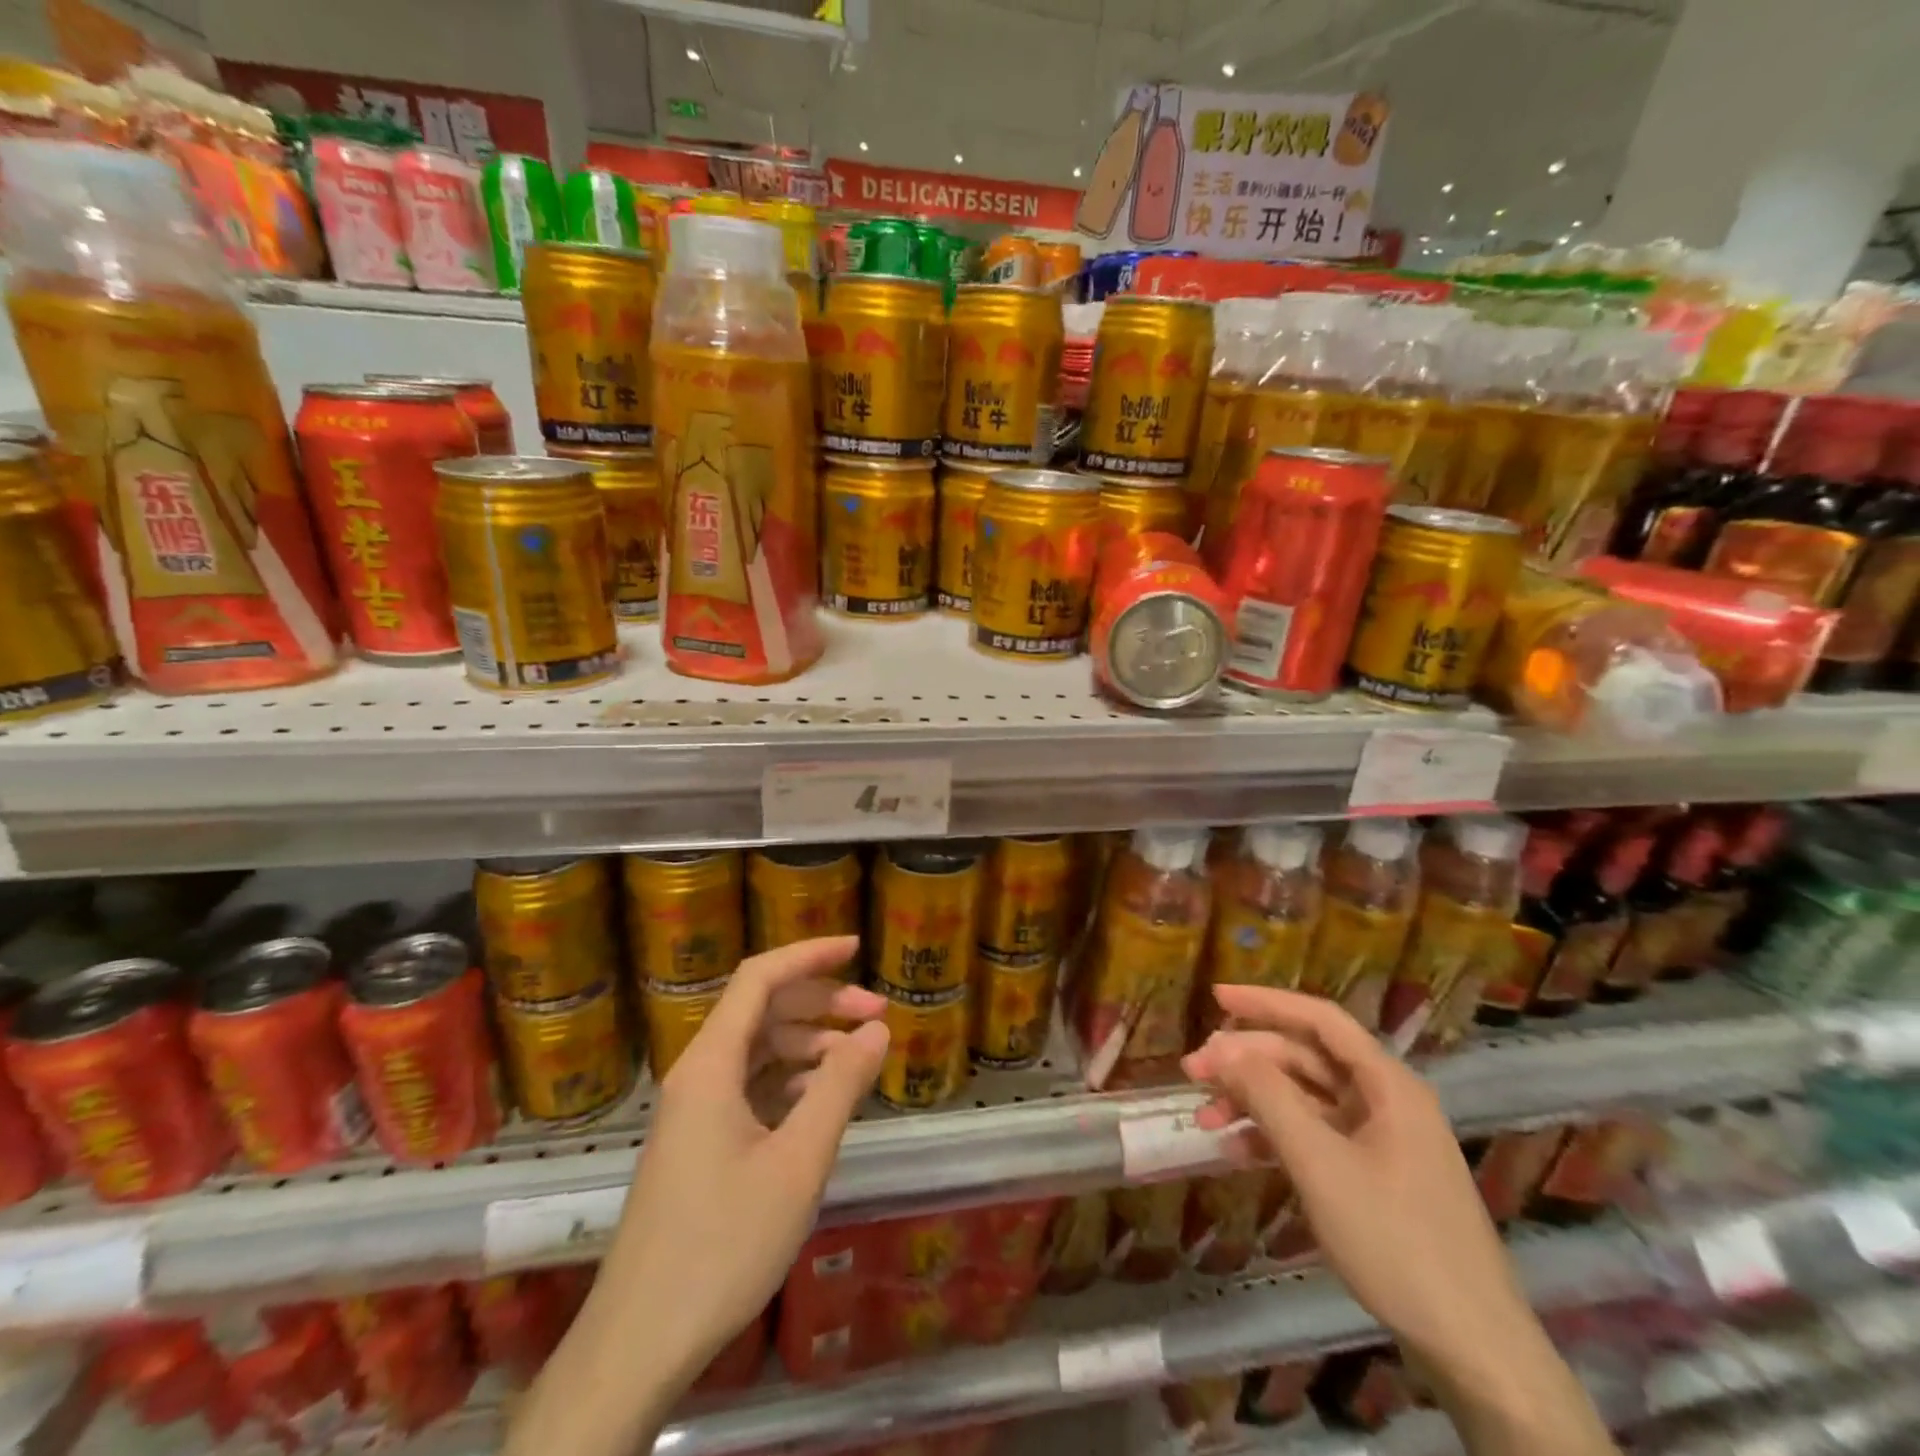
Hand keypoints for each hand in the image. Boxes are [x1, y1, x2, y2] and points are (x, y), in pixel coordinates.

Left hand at [593, 936, 888, 1386]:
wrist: (641, 1342)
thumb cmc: (723, 1243)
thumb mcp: (798, 1161)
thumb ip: (841, 1086)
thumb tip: (878, 1029)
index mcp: (711, 1064)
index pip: (760, 978)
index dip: (809, 954)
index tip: (858, 948)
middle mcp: (698, 1074)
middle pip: (763, 1010)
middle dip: (822, 1003)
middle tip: (878, 1014)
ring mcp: (696, 1110)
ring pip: (759, 1050)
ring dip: (810, 1044)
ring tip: (861, 1058)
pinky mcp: (700, 1142)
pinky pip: (752, 1087)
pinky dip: (792, 1081)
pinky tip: (825, 1100)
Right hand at [1180, 984, 1534, 1370]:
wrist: (1473, 1349)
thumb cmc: (1395, 1240)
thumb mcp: (1320, 1163)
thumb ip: (1268, 1097)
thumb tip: (1223, 1048)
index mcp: (1386, 1084)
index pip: (1320, 1019)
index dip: (1265, 1002)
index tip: (1214, 995)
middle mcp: (1384, 1101)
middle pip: (1305, 1059)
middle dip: (1246, 1061)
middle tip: (1192, 1071)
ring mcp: (1380, 1140)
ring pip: (1304, 1099)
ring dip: (1253, 1101)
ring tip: (1205, 1119)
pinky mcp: (1373, 1176)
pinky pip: (1313, 1137)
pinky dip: (1273, 1137)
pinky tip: (1235, 1151)